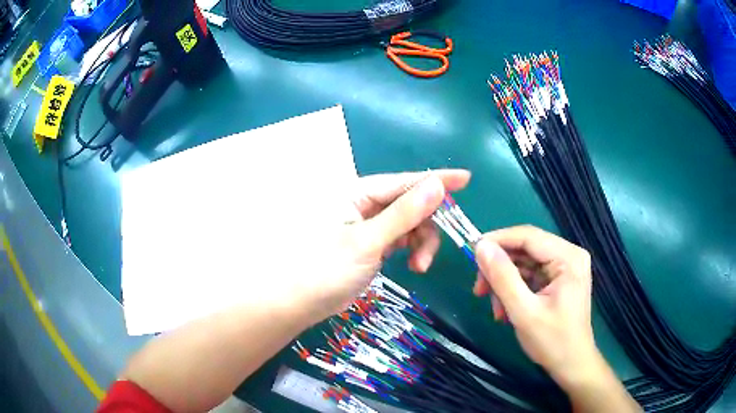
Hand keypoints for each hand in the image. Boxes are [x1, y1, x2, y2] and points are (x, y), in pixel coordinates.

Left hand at [304, 170, 470, 320]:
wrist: (301, 302)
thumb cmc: (327, 269)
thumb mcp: (368, 241)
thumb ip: (404, 214)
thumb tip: (437, 185)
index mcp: (358, 192)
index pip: (405, 181)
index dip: (437, 180)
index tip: (466, 179)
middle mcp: (365, 203)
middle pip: (411, 203)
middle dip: (428, 225)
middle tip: (431, 252)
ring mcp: (370, 224)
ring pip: (411, 224)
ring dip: (422, 243)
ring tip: (420, 268)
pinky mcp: (373, 242)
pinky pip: (402, 238)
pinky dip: (413, 250)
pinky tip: (414, 266)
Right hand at [472, 225, 596, 384]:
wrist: (571, 364)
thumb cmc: (552, 341)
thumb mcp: (524, 312)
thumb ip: (503, 278)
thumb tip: (481, 247)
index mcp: (568, 258)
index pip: (528, 236)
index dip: (497, 241)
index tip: (471, 254)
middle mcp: (569, 255)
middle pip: (525, 249)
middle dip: (500, 269)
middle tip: (479, 290)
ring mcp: (564, 267)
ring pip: (524, 263)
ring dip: (504, 283)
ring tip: (495, 309)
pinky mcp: (558, 278)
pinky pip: (529, 275)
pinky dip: (513, 289)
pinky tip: (505, 310)